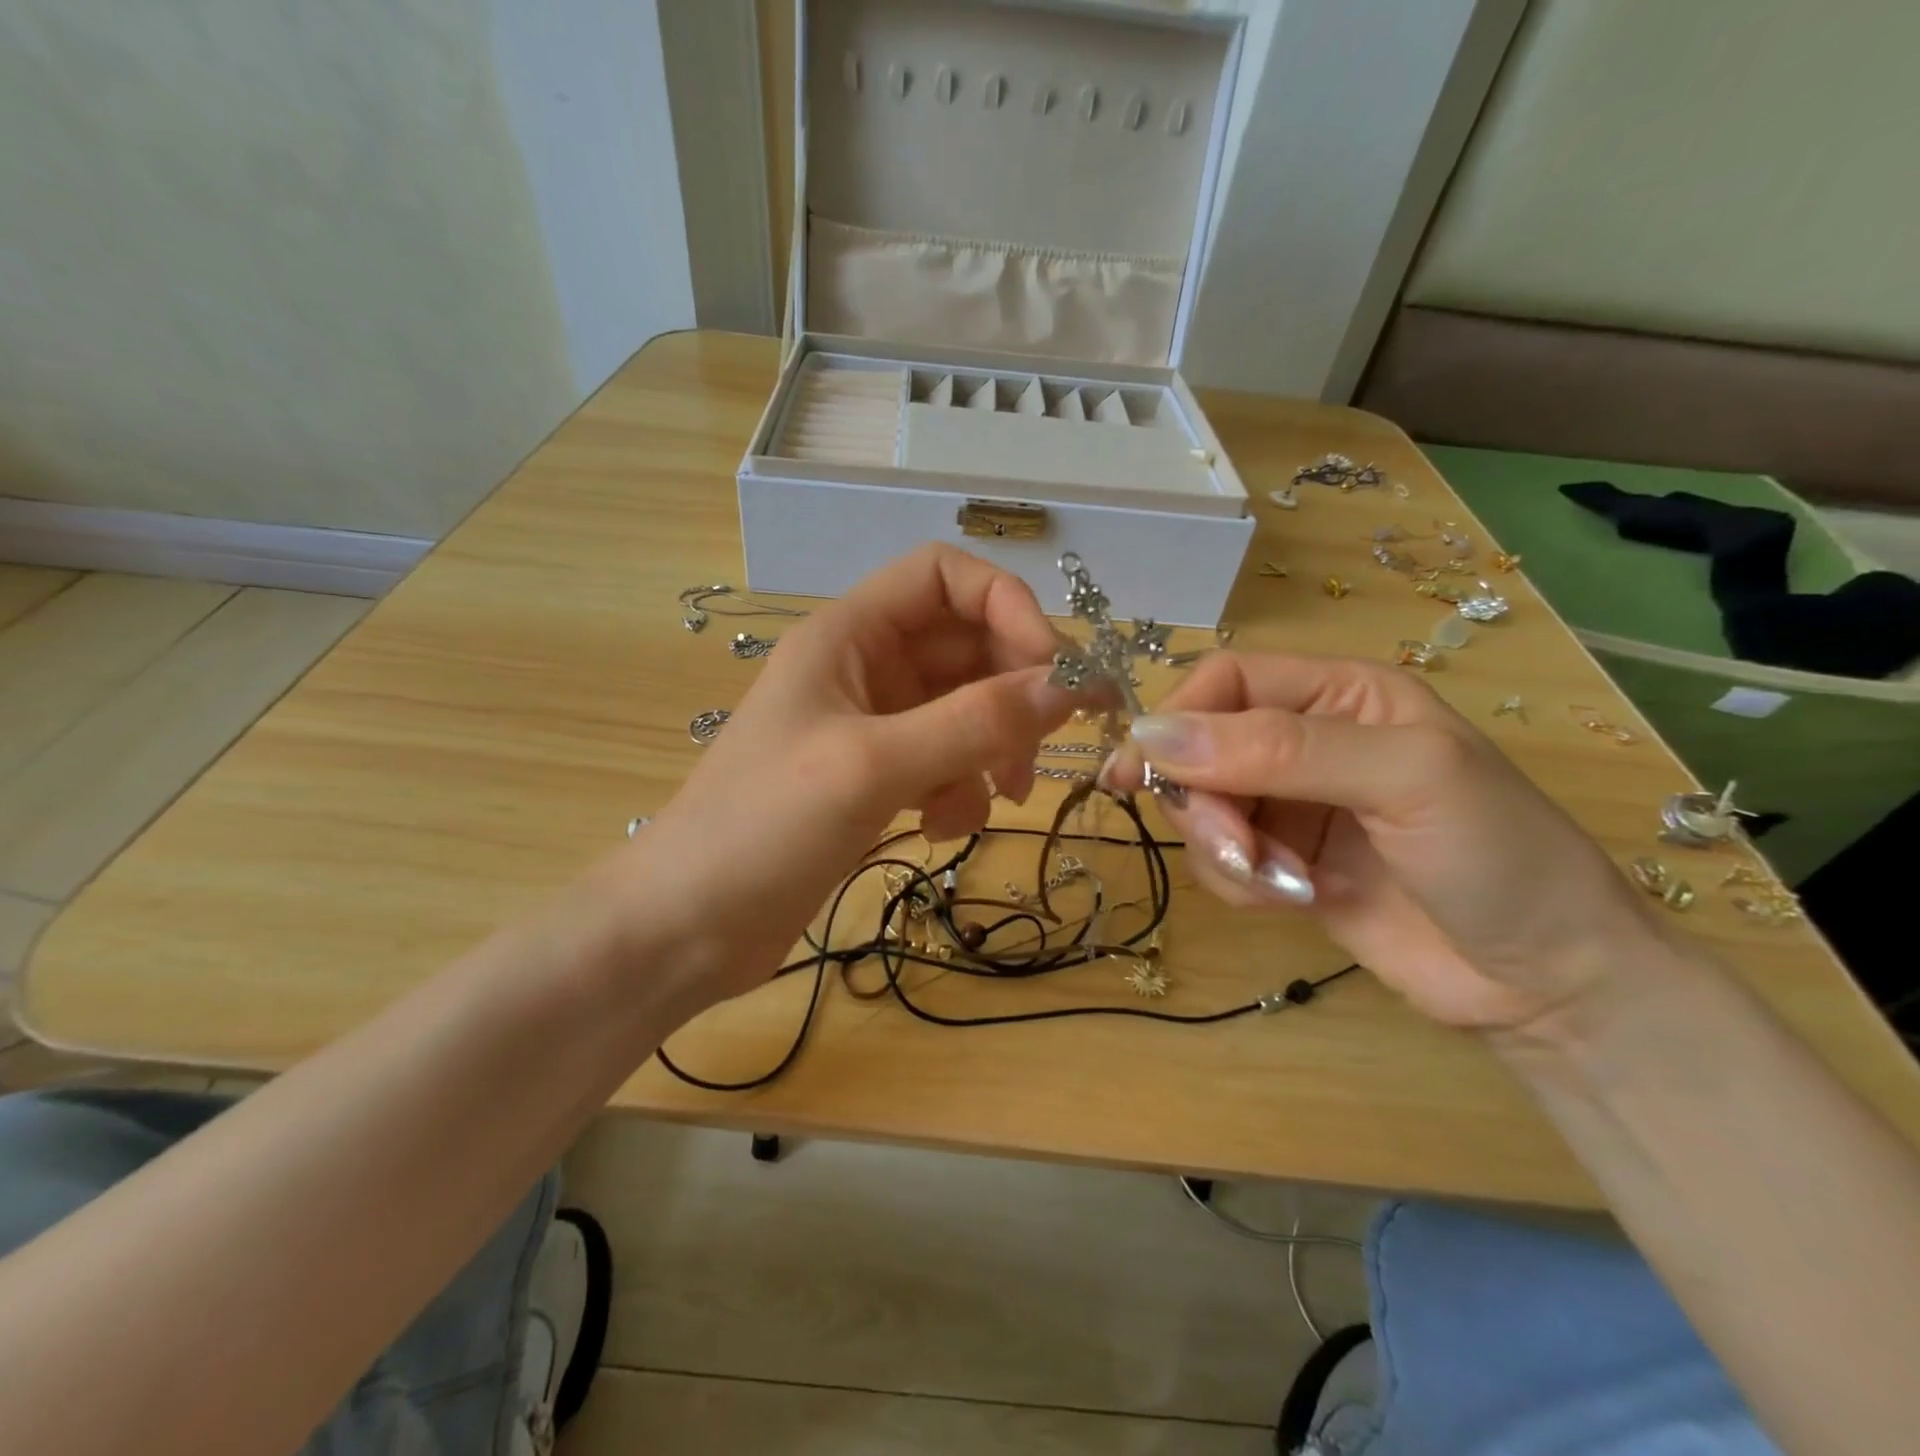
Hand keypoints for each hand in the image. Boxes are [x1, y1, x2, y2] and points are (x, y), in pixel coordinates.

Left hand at [607, 545, 1076, 1010]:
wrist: (687, 927)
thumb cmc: (762, 828)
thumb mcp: (872, 766)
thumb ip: (972, 723)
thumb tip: (1067, 687)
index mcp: (850, 635)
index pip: (945, 577)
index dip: (1006, 607)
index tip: (1050, 670)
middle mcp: (865, 668)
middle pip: (967, 648)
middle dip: (1011, 694)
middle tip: (1040, 750)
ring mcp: (872, 726)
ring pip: (965, 711)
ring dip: (992, 749)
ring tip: (999, 799)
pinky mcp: (877, 778)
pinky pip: (946, 762)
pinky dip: (961, 791)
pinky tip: (939, 830)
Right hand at [1102, 653, 1666, 1032]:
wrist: (1548, 982)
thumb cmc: (1497, 855)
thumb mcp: (1402, 777)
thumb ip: (1280, 748)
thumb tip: (1153, 735)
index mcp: (1339, 694)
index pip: (1226, 681)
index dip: (1177, 718)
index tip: (1135, 770)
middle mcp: (1305, 742)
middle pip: (1201, 749)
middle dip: (1203, 802)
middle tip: (1233, 846)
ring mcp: (1291, 807)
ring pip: (1202, 808)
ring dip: (1223, 849)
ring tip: (1282, 883)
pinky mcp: (1282, 864)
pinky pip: (1220, 860)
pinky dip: (1239, 883)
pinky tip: (1294, 900)